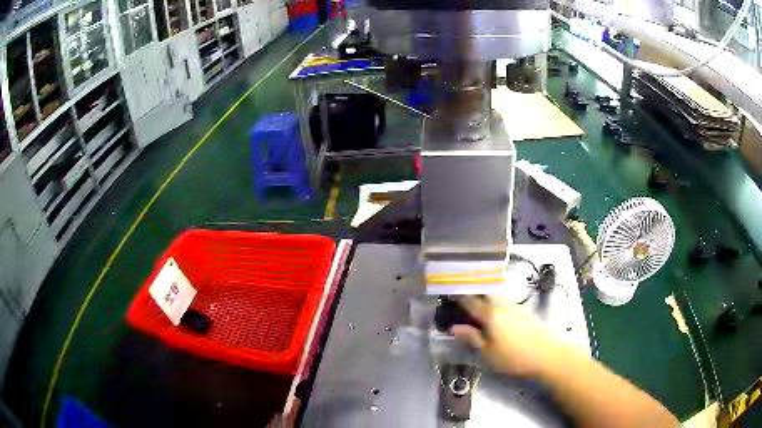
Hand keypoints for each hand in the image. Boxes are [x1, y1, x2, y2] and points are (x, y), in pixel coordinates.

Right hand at [450, 295, 567, 377]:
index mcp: (490, 315)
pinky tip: (494, 305)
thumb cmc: (514, 358)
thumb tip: (454, 328)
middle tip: (460, 290)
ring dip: (483, 291)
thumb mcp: (488, 353)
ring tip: (474, 295)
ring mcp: (514, 305)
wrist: (548, 354)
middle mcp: (501, 305)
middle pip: (484, 290)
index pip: (470, 301)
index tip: (447, 292)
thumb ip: (472, 338)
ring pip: (495, 292)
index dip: (458, 296)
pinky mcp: (523, 310)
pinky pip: (503, 298)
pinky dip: (494, 297)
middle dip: (471, 287)